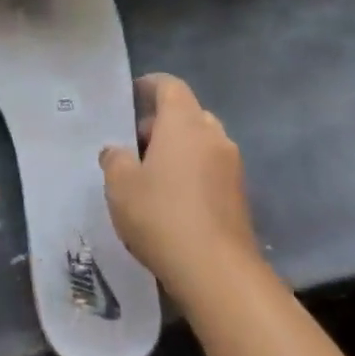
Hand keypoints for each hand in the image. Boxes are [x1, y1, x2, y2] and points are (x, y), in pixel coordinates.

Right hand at [99, 74, 260, 301]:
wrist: (216, 270)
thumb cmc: (161, 215)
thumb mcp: (120, 186)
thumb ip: (114, 160)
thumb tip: (116, 151)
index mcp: (184, 124)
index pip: (170, 86)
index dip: (151, 85)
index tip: (132, 94)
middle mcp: (213, 135)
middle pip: (188, 114)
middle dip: (162, 122)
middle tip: (135, 142)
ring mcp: (232, 165)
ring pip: (202, 142)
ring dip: (179, 148)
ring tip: (151, 173)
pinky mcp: (240, 194)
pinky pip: (212, 168)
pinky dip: (193, 171)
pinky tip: (172, 198)